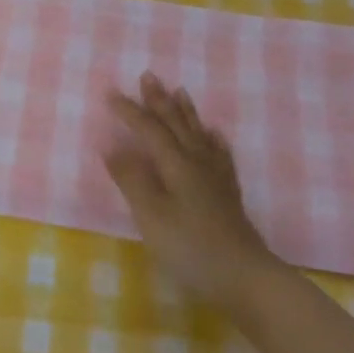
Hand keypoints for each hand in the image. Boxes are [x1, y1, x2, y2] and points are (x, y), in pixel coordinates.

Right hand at [104, 73, 279, 313]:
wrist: (244, 276)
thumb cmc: (190, 247)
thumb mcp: (151, 215)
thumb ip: (131, 179)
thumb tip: (110, 144)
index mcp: (175, 163)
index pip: (148, 128)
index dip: (128, 110)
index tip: (109, 92)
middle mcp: (196, 161)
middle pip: (175, 123)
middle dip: (159, 100)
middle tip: (148, 76)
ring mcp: (216, 177)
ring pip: (198, 133)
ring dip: (185, 111)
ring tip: (180, 91)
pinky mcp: (228, 194)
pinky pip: (220, 155)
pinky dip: (214, 140)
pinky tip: (214, 135)